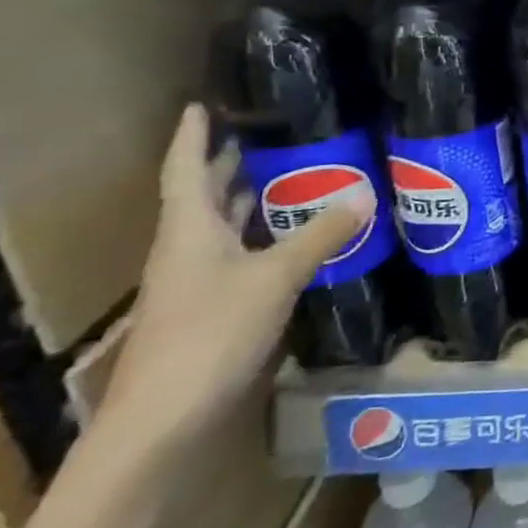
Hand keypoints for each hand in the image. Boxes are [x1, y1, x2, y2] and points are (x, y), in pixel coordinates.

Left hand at [100, 104, 363, 456]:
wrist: (163, 423)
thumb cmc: (209, 335)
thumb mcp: (274, 279)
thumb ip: (320, 235)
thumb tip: (364, 192)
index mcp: (188, 231)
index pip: (185, 170)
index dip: (193, 136)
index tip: (201, 104)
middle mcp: (187, 251)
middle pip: (204, 197)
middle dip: (229, 164)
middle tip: (268, 134)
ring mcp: (197, 285)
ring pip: (223, 229)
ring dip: (250, 202)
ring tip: (291, 175)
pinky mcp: (213, 312)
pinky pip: (240, 259)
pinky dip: (265, 240)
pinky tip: (296, 240)